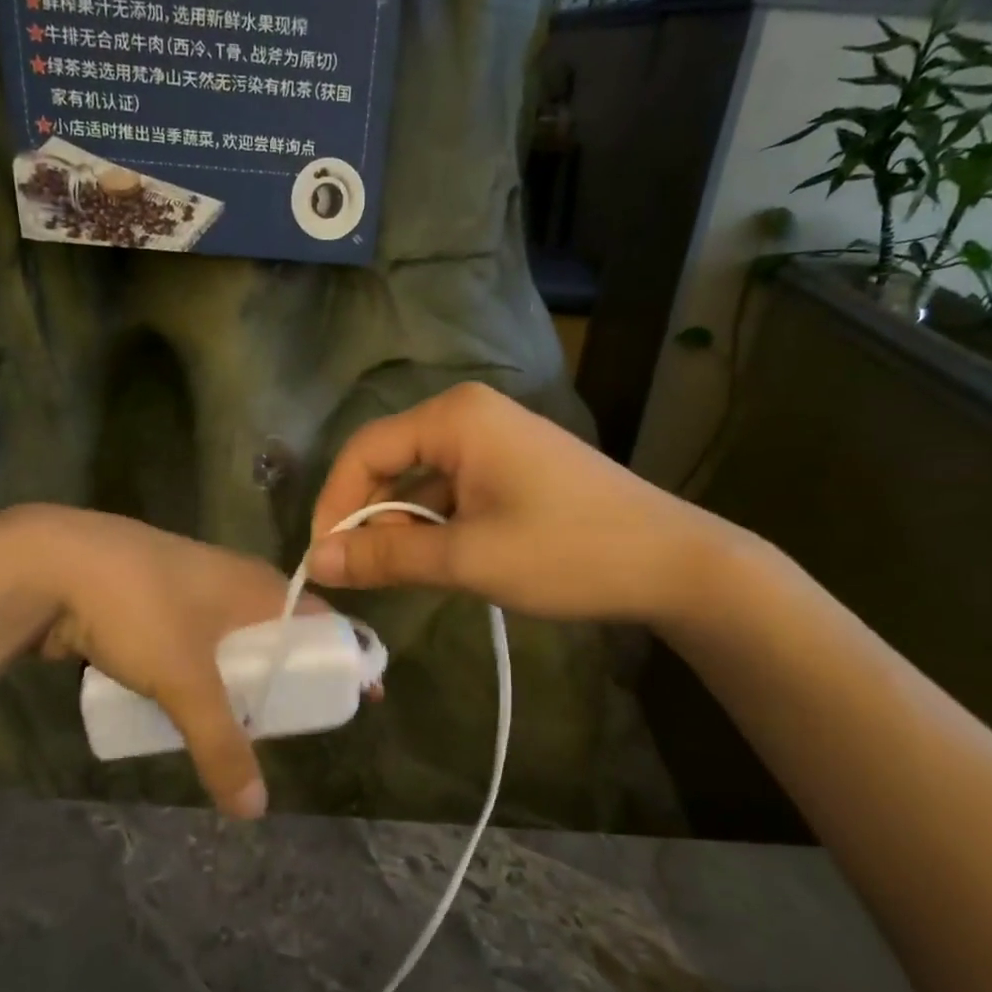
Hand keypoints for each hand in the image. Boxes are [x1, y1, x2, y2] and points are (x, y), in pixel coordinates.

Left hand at [19, 507, 321, 818]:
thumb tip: (254, 811)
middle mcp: (232, 583)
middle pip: (278, 636)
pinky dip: (203, 676)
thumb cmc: (138, 607)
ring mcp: (189, 591)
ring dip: (242, 681)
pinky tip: (192, 707)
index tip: (360, 697)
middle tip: (296, 725)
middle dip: (289, 679)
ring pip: (232, 643)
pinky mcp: (152, 605)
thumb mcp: (184, 679)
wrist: (49, 563)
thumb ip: (221, 743)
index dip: (344, 657)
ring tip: (248, 726)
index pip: (321, 620)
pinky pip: (194, 646)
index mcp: (258, 586)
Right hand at [307, 383, 733, 623]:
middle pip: (391, 462)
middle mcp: (470, 415)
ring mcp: (495, 440)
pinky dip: (435, 526)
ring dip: (403, 526)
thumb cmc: (567, 551)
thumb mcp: (468, 557)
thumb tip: (318, 561)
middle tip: (361, 574)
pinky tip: (440, 562)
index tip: (325, 559)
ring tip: (400, 576)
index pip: (365, 450)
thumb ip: (387, 555)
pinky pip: (453, 490)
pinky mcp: (513, 467)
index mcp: (455, 417)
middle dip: (369, 517)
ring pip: (421, 481)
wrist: (672, 562)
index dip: (335, 504)